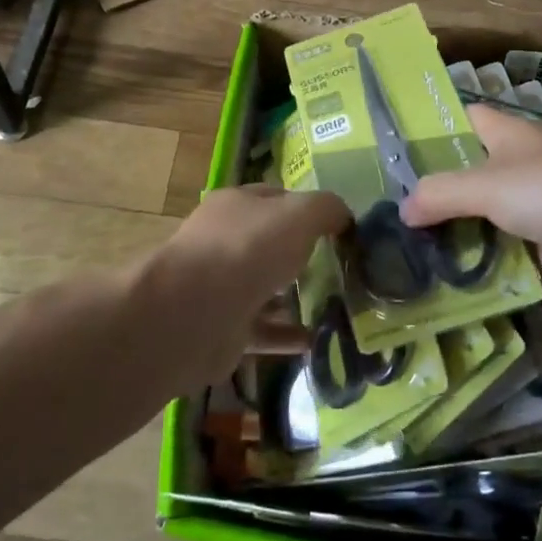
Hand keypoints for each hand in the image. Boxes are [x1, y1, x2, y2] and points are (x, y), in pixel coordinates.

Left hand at [138, 184, 349, 383]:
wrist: (194, 314)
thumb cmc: (248, 249)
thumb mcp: (300, 214)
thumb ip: (327, 209)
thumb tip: (344, 217)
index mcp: (237, 205)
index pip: (278, 199)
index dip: (310, 209)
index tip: (342, 229)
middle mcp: (226, 241)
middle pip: (272, 244)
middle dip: (306, 256)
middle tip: (347, 270)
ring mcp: (222, 286)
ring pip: (268, 288)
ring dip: (300, 298)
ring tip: (342, 308)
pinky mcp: (224, 328)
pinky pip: (265, 329)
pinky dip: (290, 335)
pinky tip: (321, 341)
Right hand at [402, 105, 541, 306]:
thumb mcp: (489, 184)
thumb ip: (440, 194)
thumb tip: (402, 211)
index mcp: (506, 133)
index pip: (459, 119)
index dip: (427, 128)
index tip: (388, 146)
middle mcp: (514, 163)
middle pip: (463, 168)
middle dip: (429, 184)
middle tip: (382, 202)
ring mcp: (526, 203)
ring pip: (475, 209)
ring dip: (447, 223)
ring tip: (397, 237)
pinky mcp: (534, 241)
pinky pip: (492, 242)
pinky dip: (469, 252)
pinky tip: (434, 264)